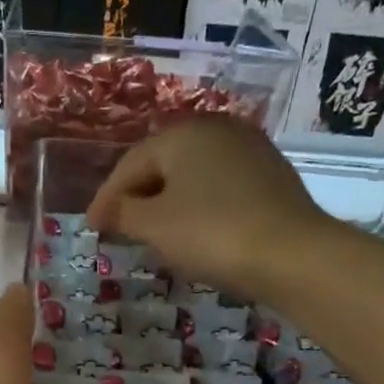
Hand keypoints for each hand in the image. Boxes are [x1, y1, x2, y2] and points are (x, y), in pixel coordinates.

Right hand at [85, 117, 324, 300]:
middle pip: (162, 164)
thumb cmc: (211, 234)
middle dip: (137, 196)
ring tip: (153, 230)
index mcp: (182, 134)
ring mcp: (249, 150)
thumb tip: (109, 211)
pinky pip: (219, 187)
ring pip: (193, 176)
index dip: (106, 197)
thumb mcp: (154, 226)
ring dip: (168, 201)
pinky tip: (194, 230)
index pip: (130, 164)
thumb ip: (123, 213)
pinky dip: (198, 206)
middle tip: (119, 226)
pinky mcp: (271, 176)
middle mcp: (216, 130)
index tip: (91, 226)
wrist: (291, 254)